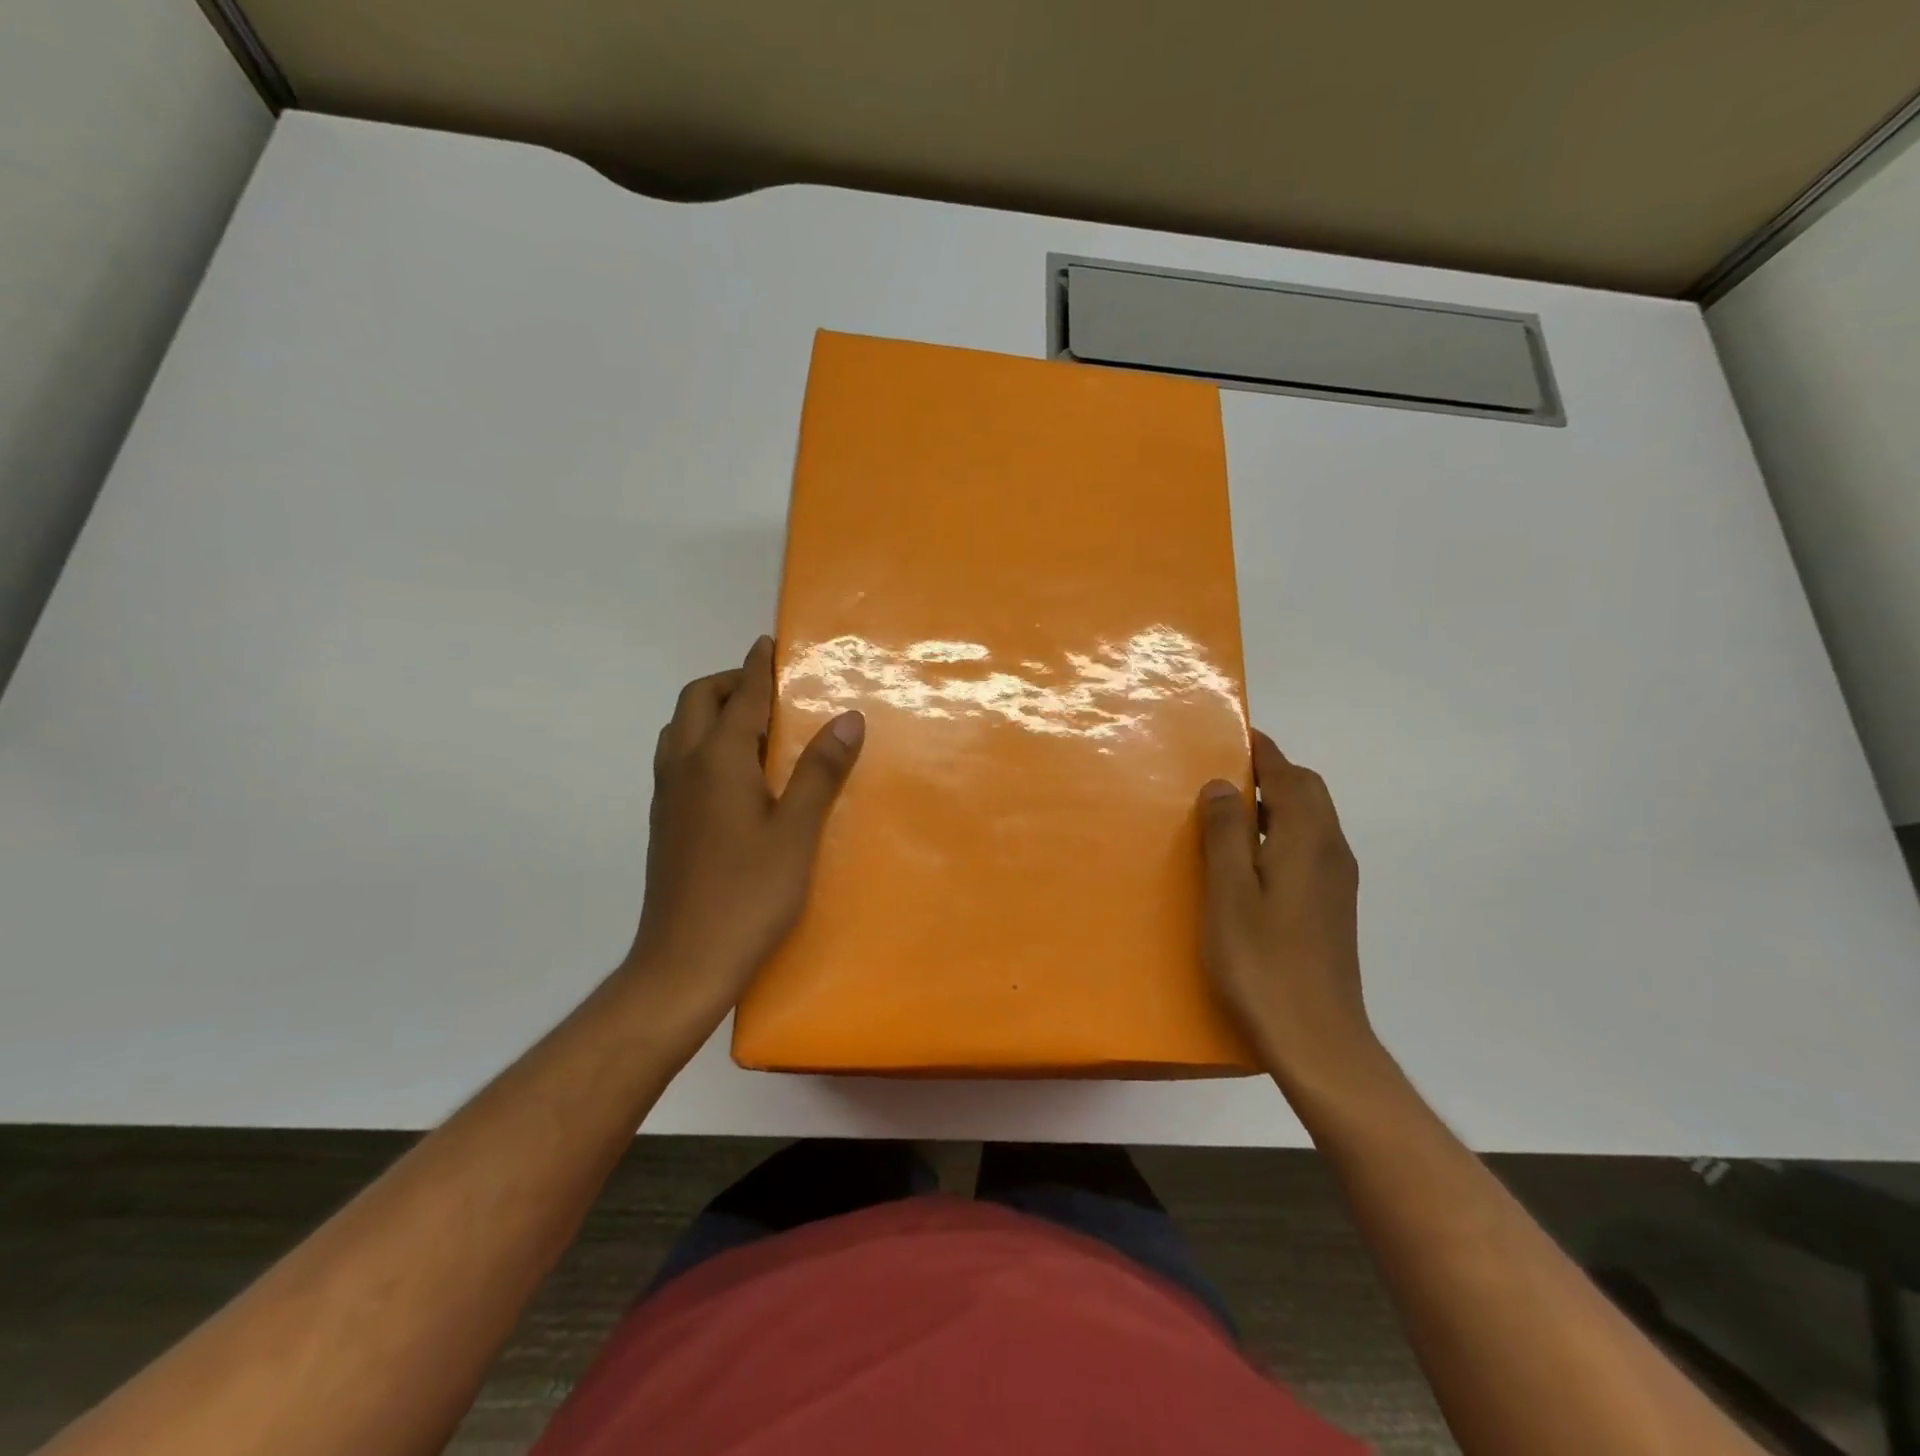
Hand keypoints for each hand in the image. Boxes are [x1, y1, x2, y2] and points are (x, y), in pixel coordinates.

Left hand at [622, 636, 863, 1029]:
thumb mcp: (797, 833)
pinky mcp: (665, 822)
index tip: (770, 643)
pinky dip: (702, 742)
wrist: (683, 963)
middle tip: (770, 691)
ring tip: (754, 728)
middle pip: (697, 701)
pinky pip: (679, 758)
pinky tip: (734, 775)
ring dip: (711, 711)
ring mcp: (668, 796)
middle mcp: (684, 767)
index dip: (759, 667)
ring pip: (680, 729)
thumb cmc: (748, 895)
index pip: (740, 696)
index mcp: (717, 761)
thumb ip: (820, 772)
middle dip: (729, 682)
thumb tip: (847, 718)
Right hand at [1198, 731, 1383, 1095]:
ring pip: (1310, 820)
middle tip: (1222, 775)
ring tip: (1227, 813)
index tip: (1232, 732)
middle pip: (1307, 792)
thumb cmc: (1262, 963)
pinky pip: (1308, 847)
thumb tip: (1224, 783)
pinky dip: (1280, 832)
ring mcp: (1336, 881)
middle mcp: (1330, 851)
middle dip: (1271, 772)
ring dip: (1275, 803)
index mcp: (1307, 841)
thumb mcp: (1229, 894)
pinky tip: (1248, 861)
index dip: (1261, 750)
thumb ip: (1226, 834)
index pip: (1288, 775)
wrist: (1317, 1040)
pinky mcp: (1332, 906)